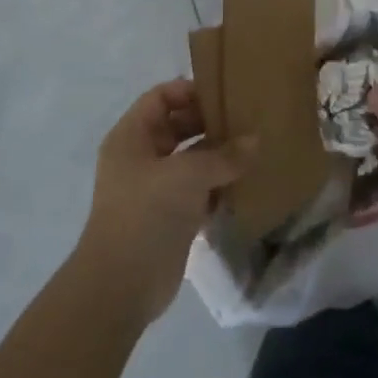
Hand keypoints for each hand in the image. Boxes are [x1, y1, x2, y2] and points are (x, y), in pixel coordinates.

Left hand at [73, 80, 249, 326]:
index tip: (224, 95)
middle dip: (209, 123)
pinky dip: (217, 186)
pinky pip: (197, 190)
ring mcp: (154, 188)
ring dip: (217, 156)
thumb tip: (255, 141)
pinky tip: (245, 183)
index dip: (189, 91)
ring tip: (253, 150)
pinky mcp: (169, 216)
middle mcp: (140, 157)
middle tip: (246, 120)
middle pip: (177, 127)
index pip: (160, 97)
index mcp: (131, 136)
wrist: (121, 286)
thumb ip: (224, 156)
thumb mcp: (188, 175)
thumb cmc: (147, 213)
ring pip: (189, 160)